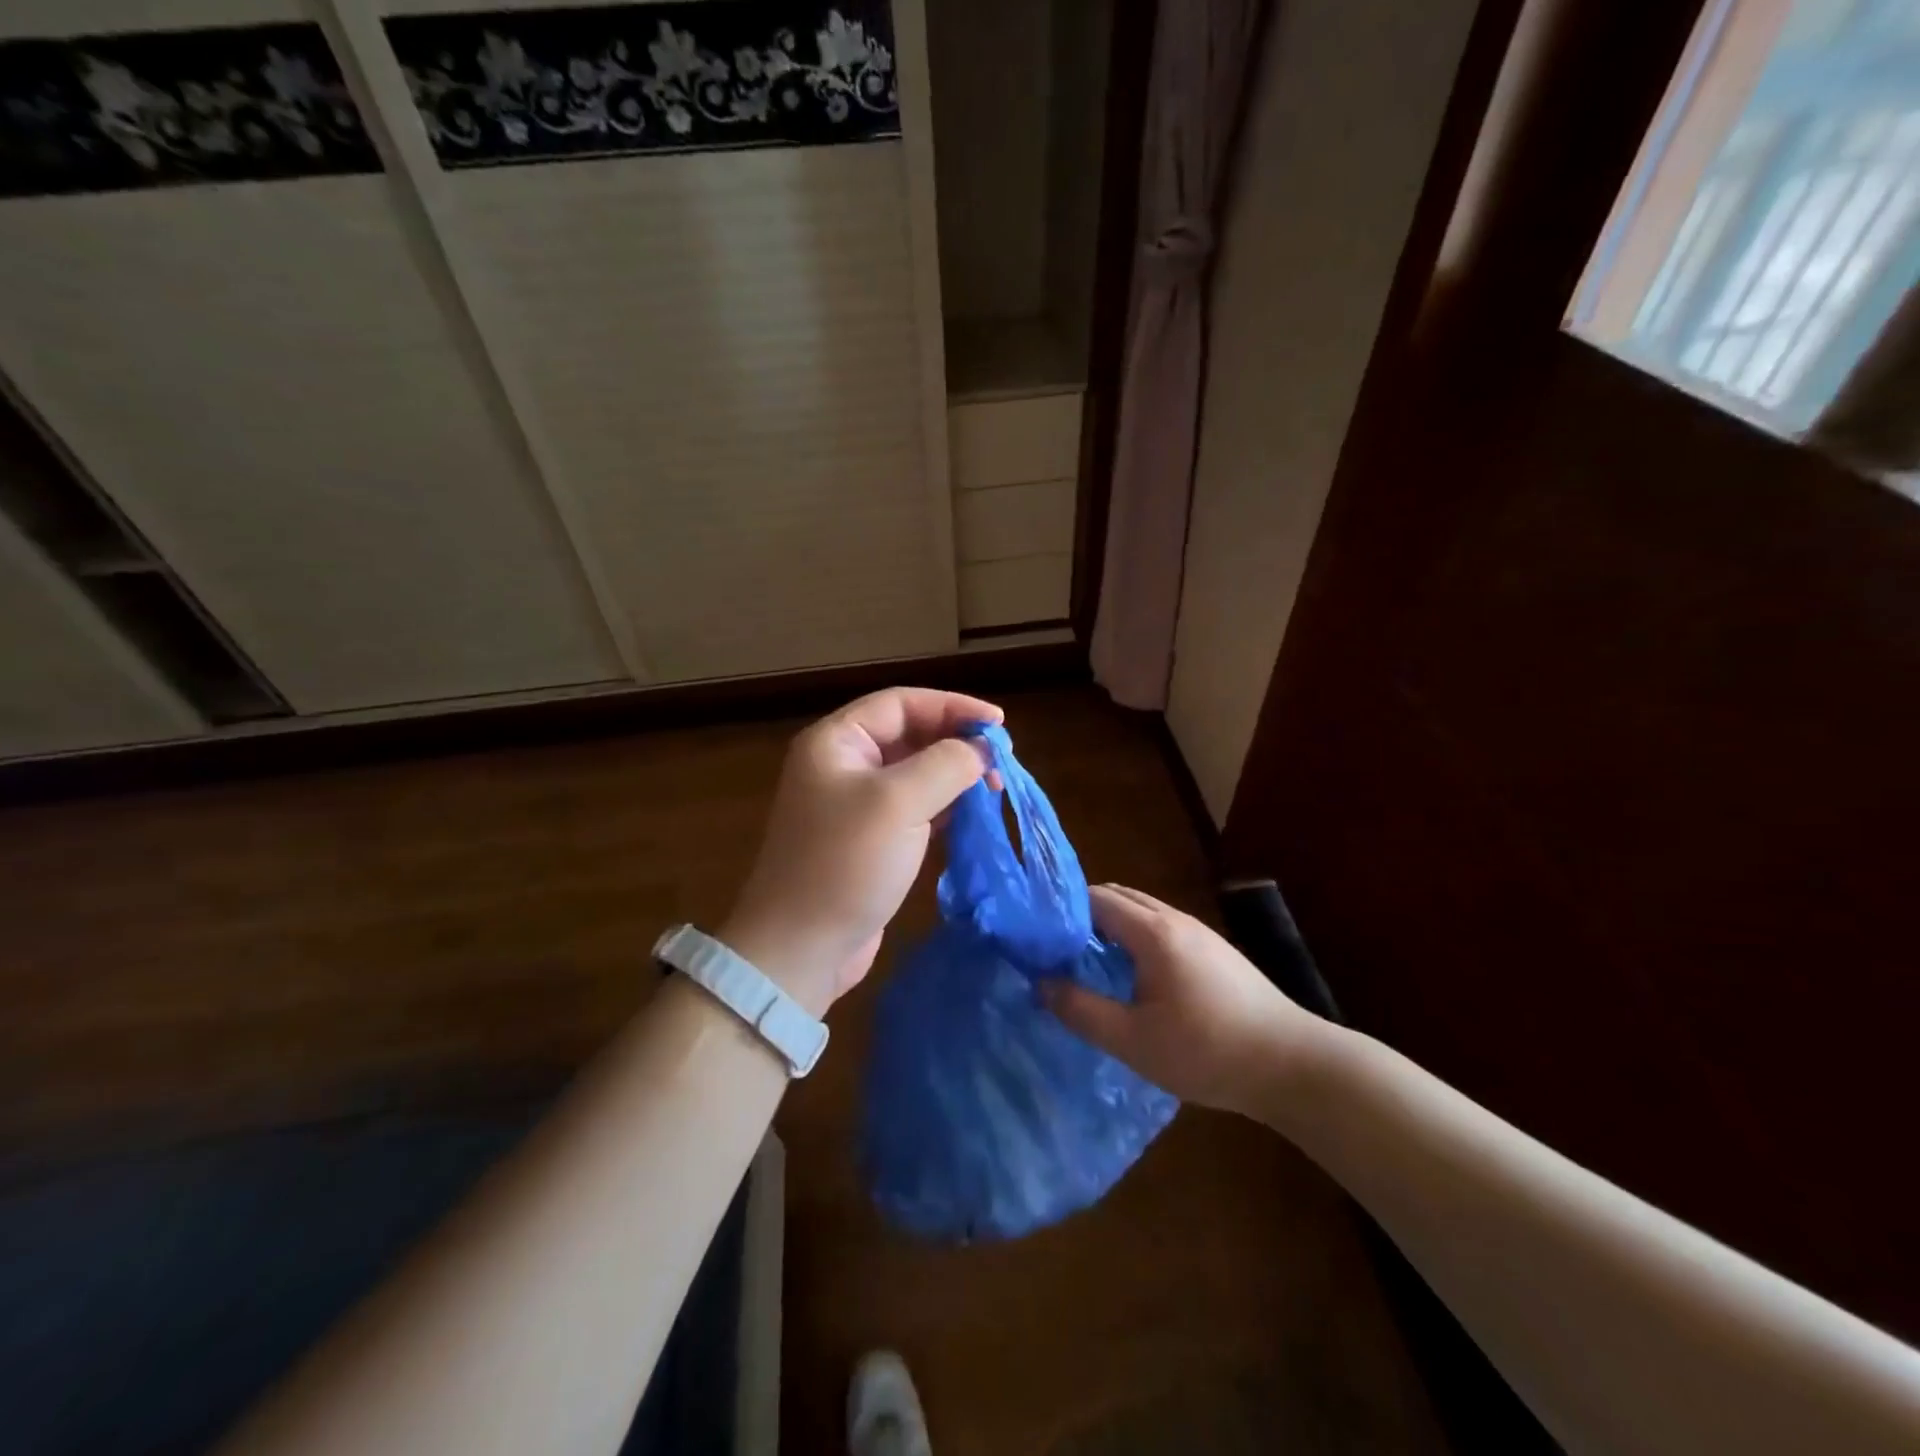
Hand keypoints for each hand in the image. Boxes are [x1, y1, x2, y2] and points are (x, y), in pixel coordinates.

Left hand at [721, 688, 1001, 1016]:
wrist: (801, 948)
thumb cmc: (845, 864)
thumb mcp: (898, 803)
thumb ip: (946, 764)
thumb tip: (980, 750)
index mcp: (836, 742)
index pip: (901, 703)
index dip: (952, 706)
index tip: (998, 725)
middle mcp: (843, 764)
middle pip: (909, 734)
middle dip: (955, 742)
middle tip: (1000, 762)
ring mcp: (856, 804)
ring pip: (915, 772)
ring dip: (954, 775)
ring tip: (993, 788)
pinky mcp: (870, 839)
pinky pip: (914, 807)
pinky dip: (945, 805)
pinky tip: (972, 814)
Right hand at [1045, 885, 1323, 1115]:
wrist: (1293, 1064)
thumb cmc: (1207, 1051)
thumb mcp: (1133, 1041)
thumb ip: (1081, 1010)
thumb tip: (1040, 984)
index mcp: (1153, 932)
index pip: (1095, 898)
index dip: (1062, 911)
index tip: (1038, 937)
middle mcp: (1175, 919)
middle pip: (1118, 896)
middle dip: (1083, 914)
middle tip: (1056, 948)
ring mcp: (1199, 931)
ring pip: (1142, 910)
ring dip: (1111, 925)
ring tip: (1088, 961)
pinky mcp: (1214, 949)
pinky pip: (1162, 926)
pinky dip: (1135, 935)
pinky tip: (1134, 975)